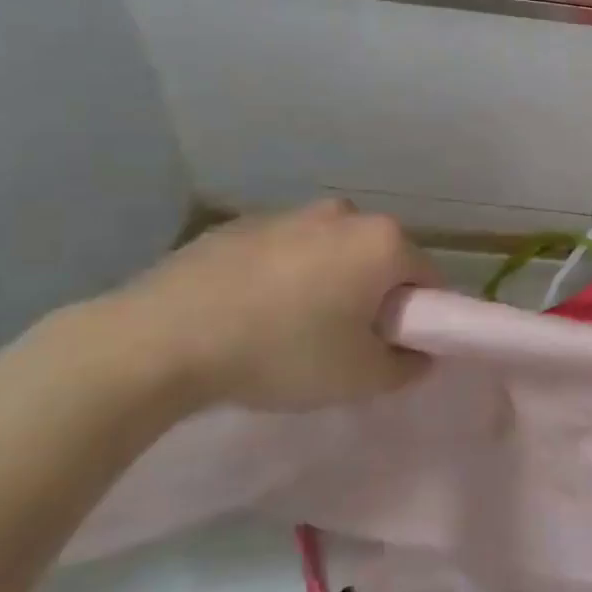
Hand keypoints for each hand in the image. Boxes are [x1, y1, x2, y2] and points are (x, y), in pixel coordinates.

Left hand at [97, 200, 438, 412]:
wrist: (162, 339)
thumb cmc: (283, 352)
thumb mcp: (360, 378)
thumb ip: (407, 366)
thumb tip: (418, 354)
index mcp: (383, 242)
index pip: (429, 278)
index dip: (420, 317)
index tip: (393, 348)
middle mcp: (345, 215)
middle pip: (380, 260)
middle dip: (374, 296)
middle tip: (345, 342)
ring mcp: (289, 213)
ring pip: (332, 253)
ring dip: (329, 283)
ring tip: (290, 329)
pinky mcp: (241, 224)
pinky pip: (285, 252)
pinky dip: (283, 277)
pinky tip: (250, 314)